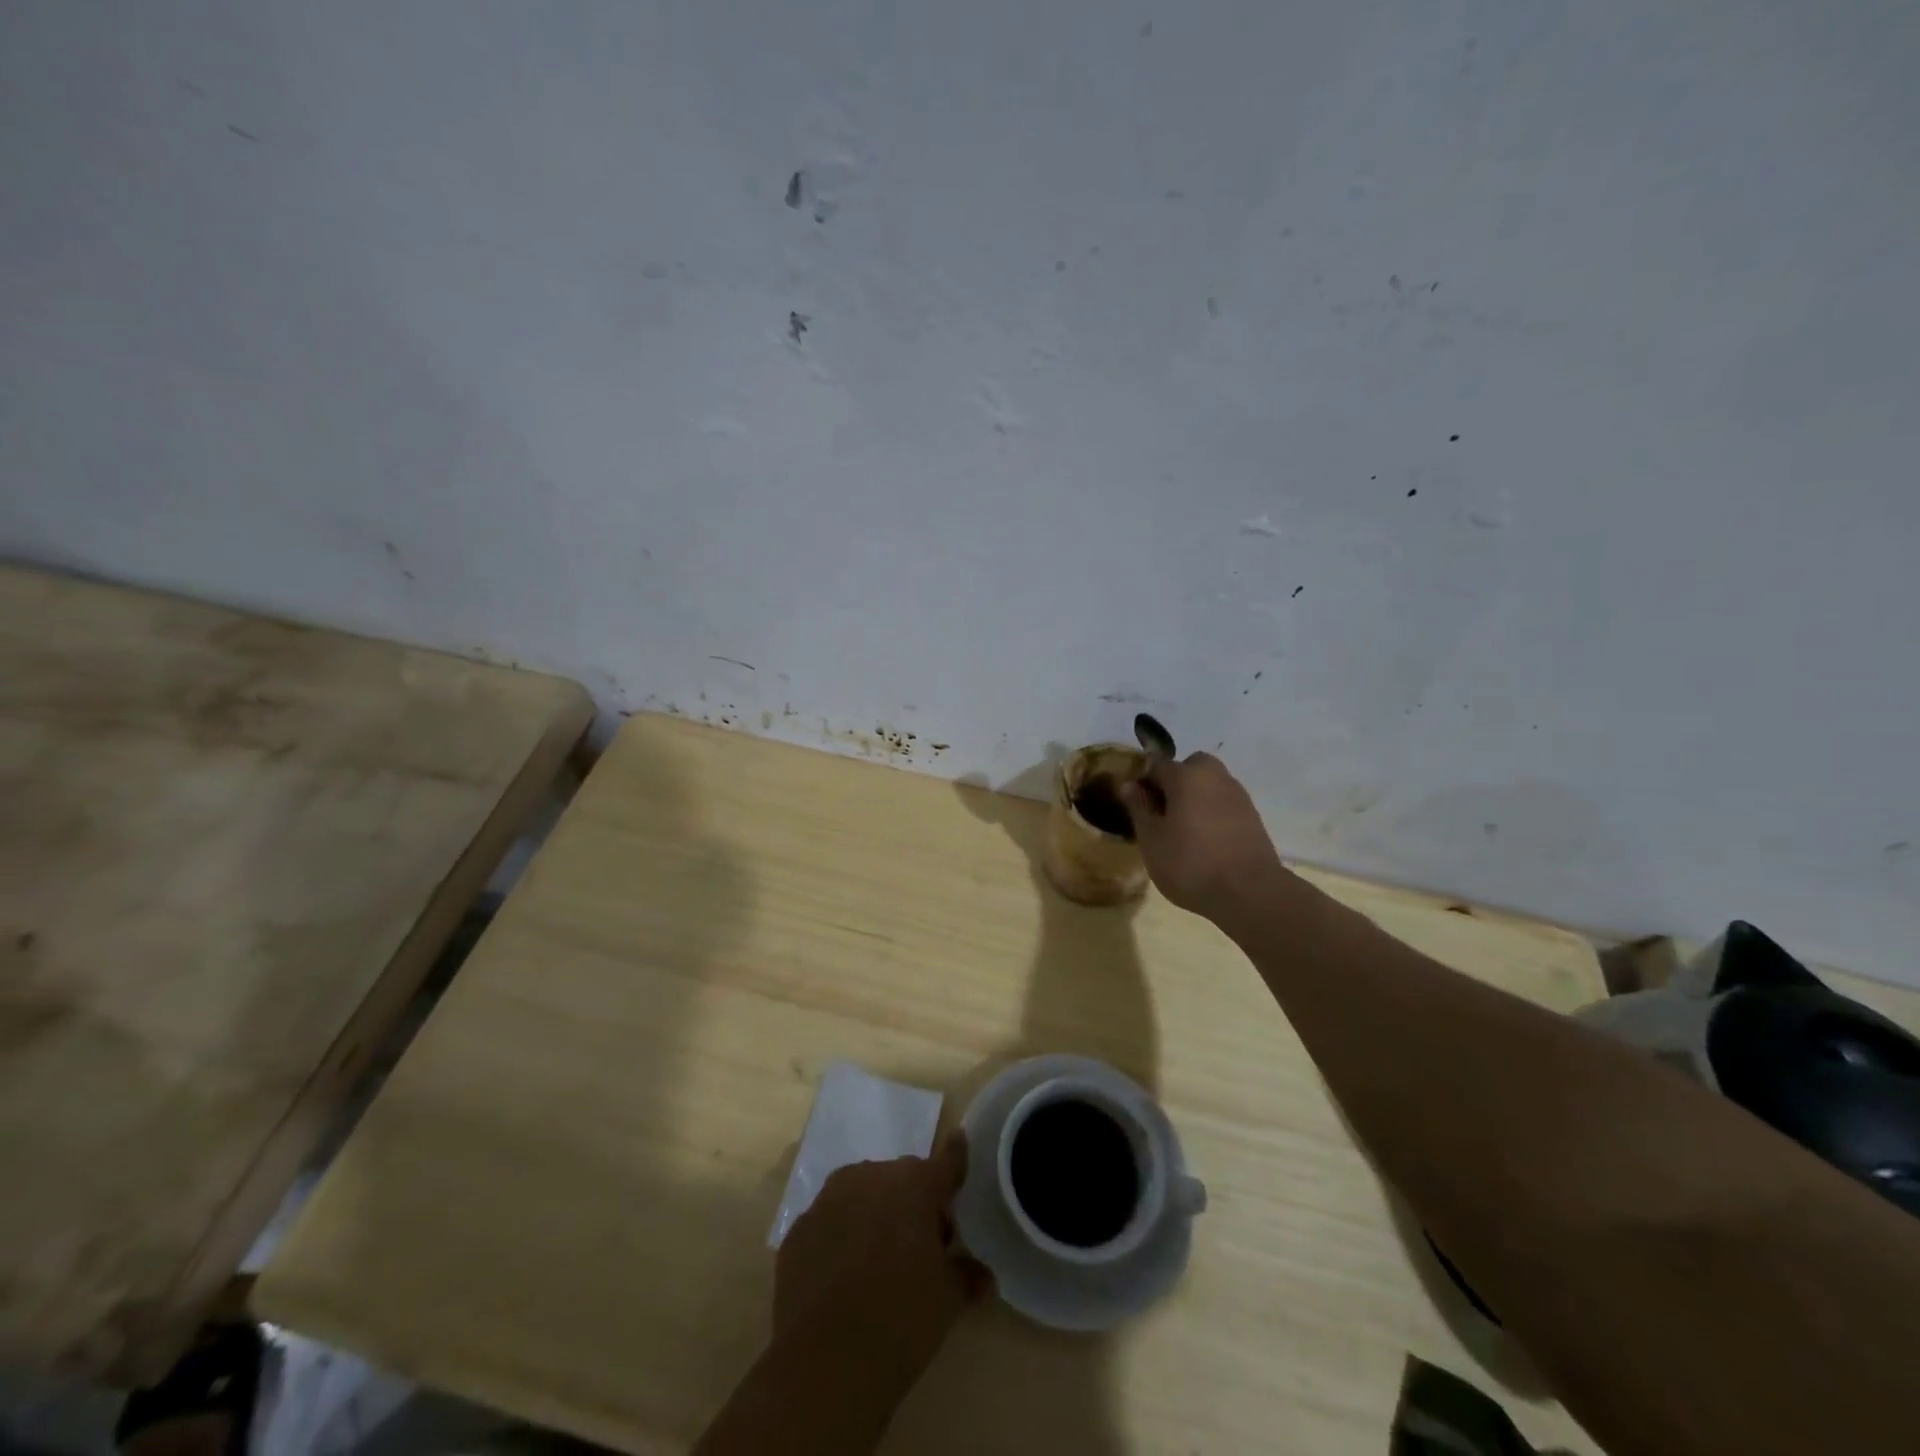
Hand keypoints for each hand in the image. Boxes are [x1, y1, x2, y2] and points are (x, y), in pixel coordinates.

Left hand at [775, 1138, 989, 1383]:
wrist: (822, 1364)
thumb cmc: (900, 1321)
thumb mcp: (947, 1301)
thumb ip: (966, 1275)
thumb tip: (982, 1272)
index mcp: (914, 1185)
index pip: (945, 1162)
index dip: (956, 1157)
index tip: (959, 1143)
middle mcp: (871, 1176)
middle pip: (901, 1179)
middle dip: (914, 1202)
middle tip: (923, 1244)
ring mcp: (829, 1198)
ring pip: (862, 1193)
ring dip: (875, 1213)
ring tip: (879, 1259)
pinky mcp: (799, 1228)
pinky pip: (831, 1221)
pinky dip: (841, 1237)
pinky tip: (843, 1276)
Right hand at [1120, 752, 1286, 922]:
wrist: (1249, 892)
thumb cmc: (1190, 863)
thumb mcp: (1151, 839)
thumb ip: (1139, 808)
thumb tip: (1129, 785)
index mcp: (1186, 775)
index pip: (1156, 766)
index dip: (1142, 784)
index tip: (1135, 808)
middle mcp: (1215, 776)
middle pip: (1188, 769)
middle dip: (1173, 784)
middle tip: (1162, 815)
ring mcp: (1238, 795)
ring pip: (1208, 786)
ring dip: (1194, 799)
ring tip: (1183, 832)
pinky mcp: (1253, 816)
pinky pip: (1223, 804)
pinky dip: (1212, 814)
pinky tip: (1205, 842)